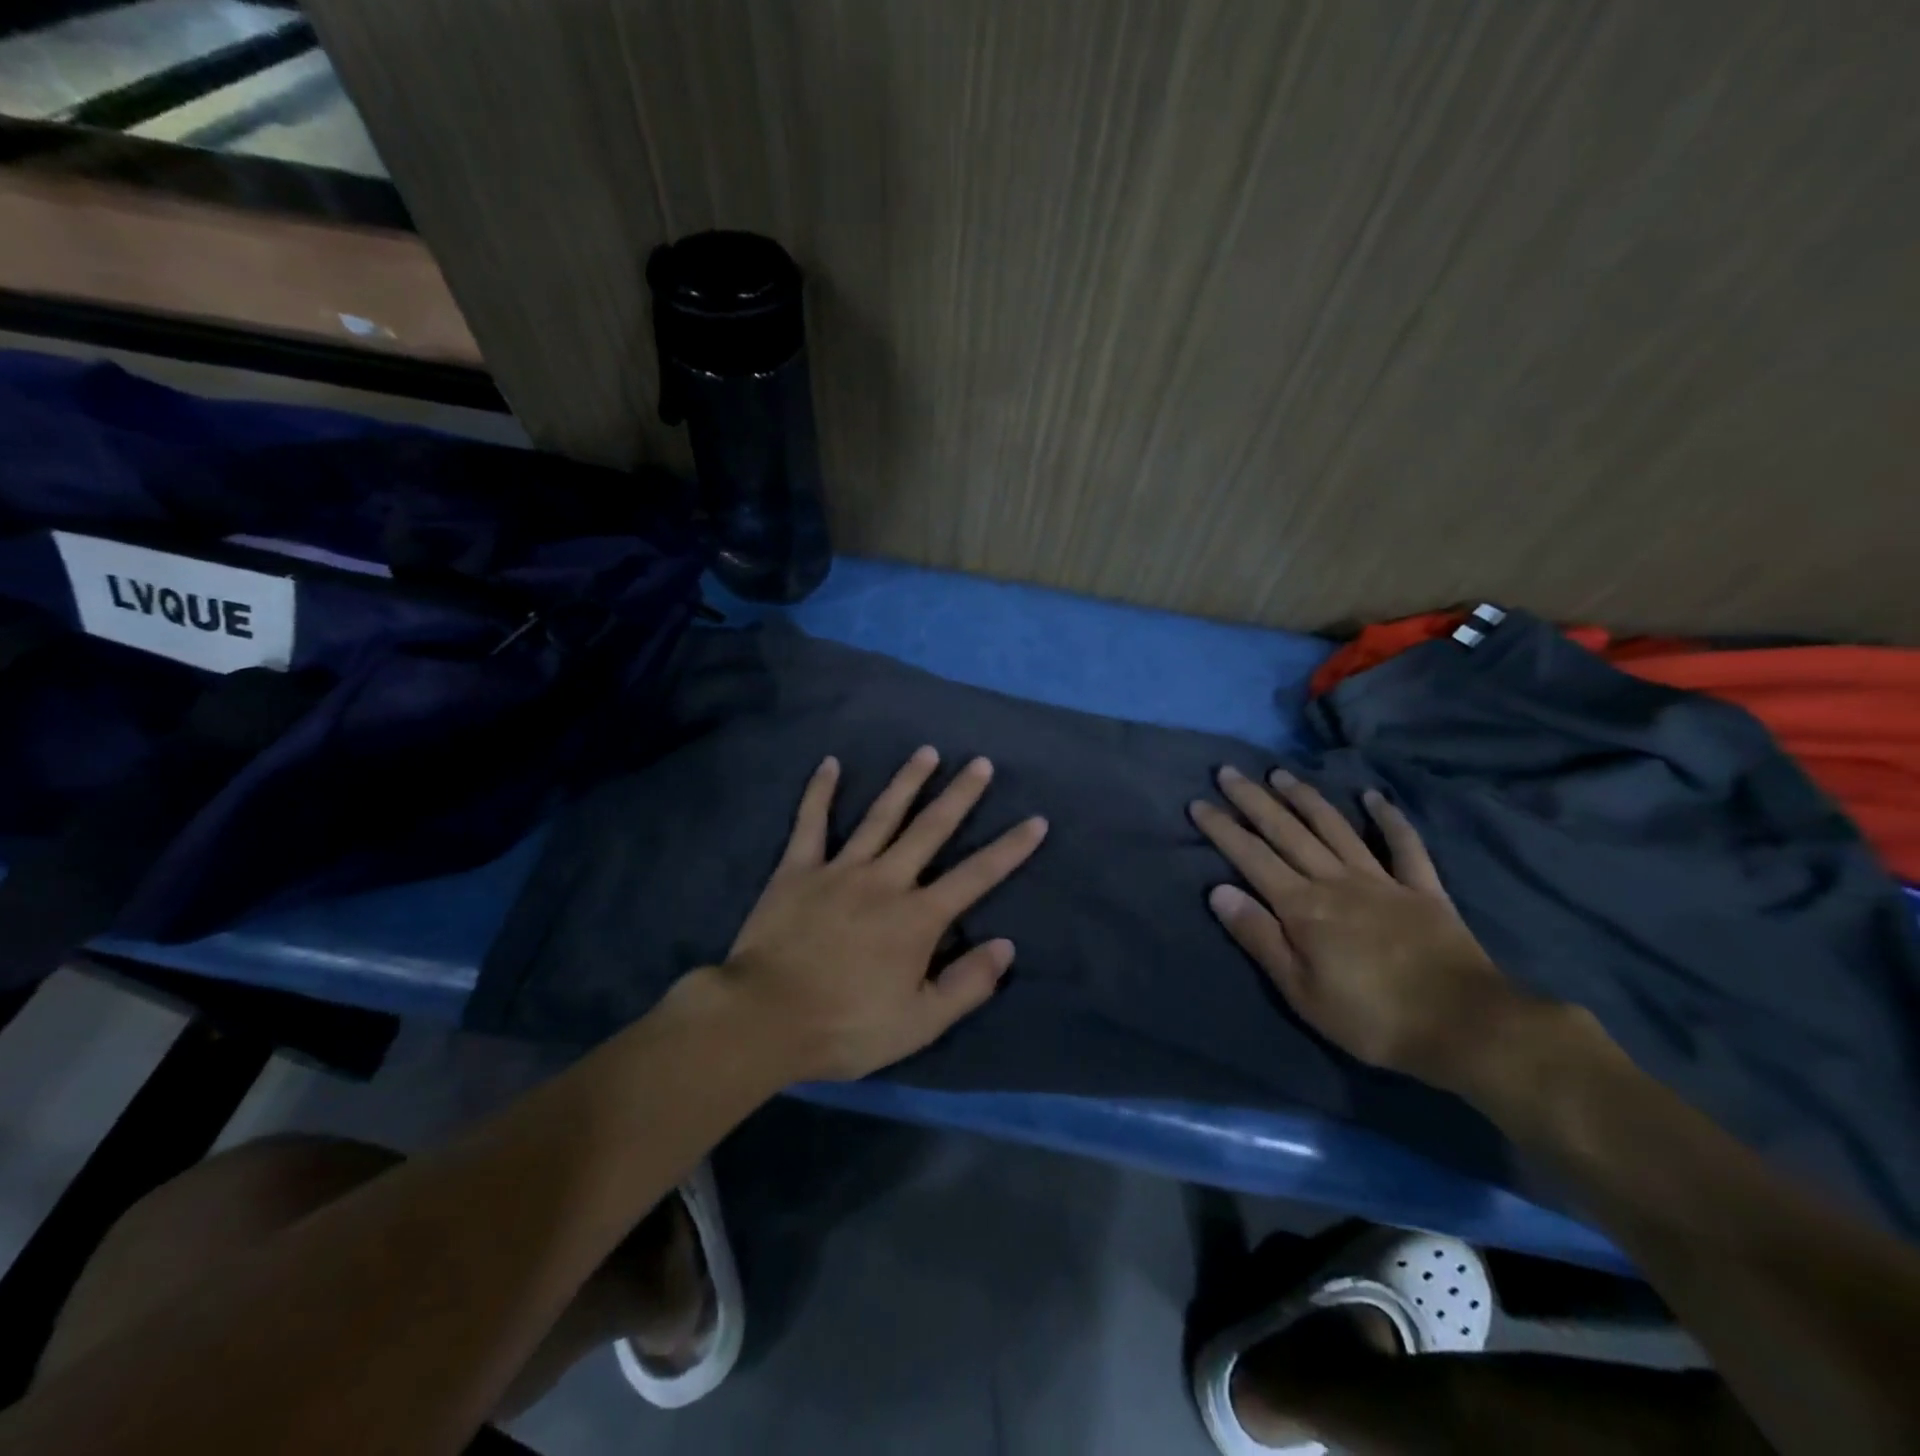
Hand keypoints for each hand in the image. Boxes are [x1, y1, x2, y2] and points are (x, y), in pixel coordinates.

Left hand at [714, 746, 1047, 1083]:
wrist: (764, 1019)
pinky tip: (830, 764)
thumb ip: (967, 984)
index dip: (1010, 848)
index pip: (976, 876)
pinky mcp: (797, 869)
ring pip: (880, 816)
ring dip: (906, 782)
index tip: (1035, 820)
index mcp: (917, 917)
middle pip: (930, 829)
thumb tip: (1005, 945)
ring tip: (927, 752)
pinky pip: (810, 822)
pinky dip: (820, 792)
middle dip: (960, 795)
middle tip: (981, 763)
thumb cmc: (846, 1025)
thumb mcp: (919, 1023)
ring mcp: (840, 869)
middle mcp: (885, 880)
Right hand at [1190, 767, 1538, 1092]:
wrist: (1466, 1027)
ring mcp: (1382, 880)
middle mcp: (1336, 881)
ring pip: (1335, 828)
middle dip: (1253, 800)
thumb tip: (1218, 890)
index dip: (1222, 828)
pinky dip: (1390, 819)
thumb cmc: (1371, 1018)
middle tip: (1228, 771)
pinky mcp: (1423, 890)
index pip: (1251, 857)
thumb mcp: (1300, 990)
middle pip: (1287, 832)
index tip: (1198, 802)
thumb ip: (1259, 936)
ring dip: (1306, 798)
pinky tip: (1374, 797)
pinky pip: (1405, 846)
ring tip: (1280, 774)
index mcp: (1303, 907)